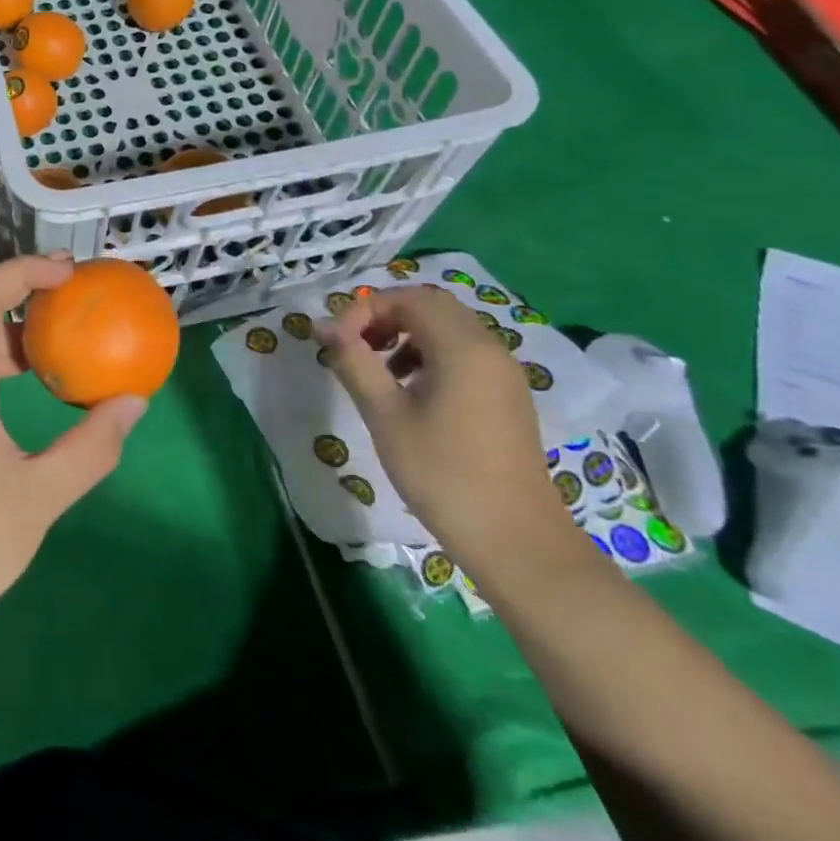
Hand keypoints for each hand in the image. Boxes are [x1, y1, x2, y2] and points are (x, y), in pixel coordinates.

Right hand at [320, 284, 567, 570]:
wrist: (517, 542)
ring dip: (407, 334)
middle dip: (385, 317)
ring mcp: (504, 373)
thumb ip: (354, 362)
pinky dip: (430, 354)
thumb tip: (323, 326)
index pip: (407, 298)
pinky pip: (464, 353)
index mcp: (463, 348)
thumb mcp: (385, 415)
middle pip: (431, 306)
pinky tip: (410, 392)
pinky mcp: (507, 396)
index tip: (336, 343)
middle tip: (355, 348)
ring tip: (378, 371)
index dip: (364, 311)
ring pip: (448, 328)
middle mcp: (489, 349)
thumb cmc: (443, 475)